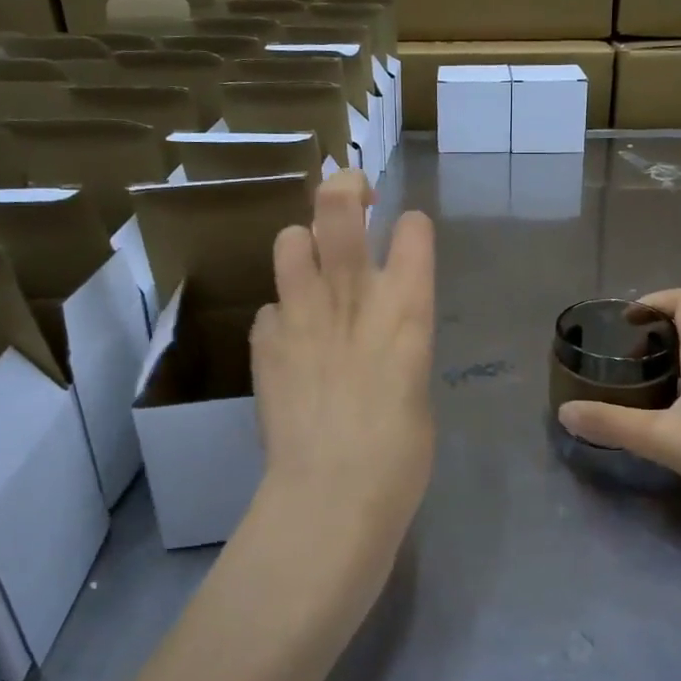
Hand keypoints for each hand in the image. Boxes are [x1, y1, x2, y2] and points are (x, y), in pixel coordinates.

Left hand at [249, 171, 435, 600]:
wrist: (332, 494)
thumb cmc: (400, 454)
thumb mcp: (415, 386)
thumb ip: (397, 343)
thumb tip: (378, 334)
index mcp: (407, 308)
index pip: (413, 230)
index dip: (410, 227)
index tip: (406, 235)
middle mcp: (353, 295)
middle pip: (339, 206)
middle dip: (346, 186)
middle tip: (353, 194)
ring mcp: (301, 313)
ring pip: (290, 239)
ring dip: (303, 247)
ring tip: (312, 271)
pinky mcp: (265, 341)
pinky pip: (270, 308)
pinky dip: (282, 316)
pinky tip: (290, 345)